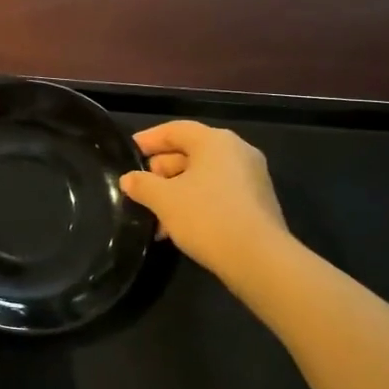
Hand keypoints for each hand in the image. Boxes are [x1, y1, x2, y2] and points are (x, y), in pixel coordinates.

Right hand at [120, 121, 289, 285]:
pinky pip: (218, 194)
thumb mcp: (163, 200)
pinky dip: (196, 203)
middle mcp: (238, 152)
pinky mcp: (257, 204)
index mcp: (215, 141)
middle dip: (161, 170)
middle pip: (191, 152)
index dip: (149, 139)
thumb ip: (142, 184)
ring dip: (176, 191)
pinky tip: (177, 227)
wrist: (258, 259)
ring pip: (203, 176)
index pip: (175, 130)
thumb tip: (129, 179)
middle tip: (139, 187)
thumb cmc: (206, 216)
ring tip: (154, 215)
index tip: (129, 152)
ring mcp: (252, 178)